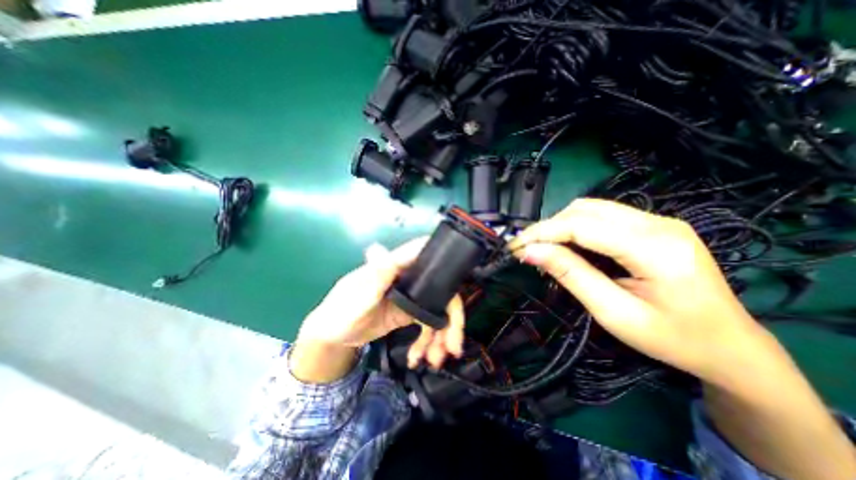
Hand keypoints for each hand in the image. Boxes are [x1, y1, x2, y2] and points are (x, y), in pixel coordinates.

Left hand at [298, 239, 464, 368]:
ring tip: (435, 360)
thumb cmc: (341, 309)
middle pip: (441, 291)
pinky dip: (427, 343)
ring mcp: (411, 297)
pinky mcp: (410, 313)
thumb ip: (375, 276)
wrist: (334, 337)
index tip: (464, 272)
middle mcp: (408, 279)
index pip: (422, 254)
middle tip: (454, 346)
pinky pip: (428, 325)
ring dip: (441, 336)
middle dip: (451, 319)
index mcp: (394, 267)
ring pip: (437, 311)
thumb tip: (380, 248)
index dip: (444, 257)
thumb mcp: (357, 295)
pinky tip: (419, 358)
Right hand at [507, 196, 769, 382]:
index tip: (514, 247)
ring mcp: (658, 221)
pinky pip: (602, 216)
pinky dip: (576, 227)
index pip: (581, 225)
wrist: (730, 347)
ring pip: (591, 208)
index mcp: (656, 247)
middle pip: (585, 209)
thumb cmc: (672, 339)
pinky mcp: (653, 226)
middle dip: (548, 227)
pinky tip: (567, 245)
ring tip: (543, 248)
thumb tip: (530, 252)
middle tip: (526, 250)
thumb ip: (571, 275)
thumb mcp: (614, 313)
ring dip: (560, 225)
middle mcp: (658, 223)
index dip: (542, 233)